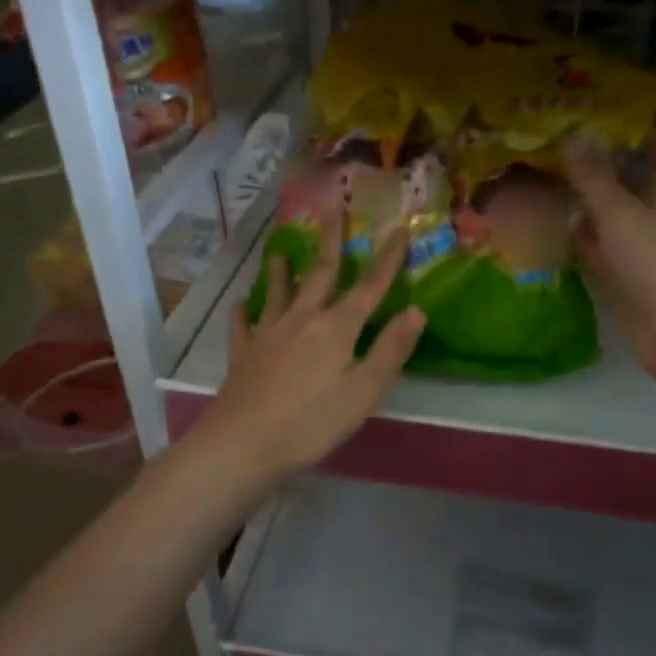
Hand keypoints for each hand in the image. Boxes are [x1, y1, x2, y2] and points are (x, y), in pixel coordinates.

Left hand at [194, 213, 425, 481]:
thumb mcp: (364, 391)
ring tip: (279, 251)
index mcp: (337, 328)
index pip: (369, 287)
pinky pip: (243, 326)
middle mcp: (302, 320)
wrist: (243, 444)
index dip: (387, 259)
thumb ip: (391, 350)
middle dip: (331, 242)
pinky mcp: (244, 355)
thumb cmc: (312, 422)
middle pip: (320, 274)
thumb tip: (416, 311)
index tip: (398, 229)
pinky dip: (243, 313)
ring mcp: (268, 335)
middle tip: (333, 210)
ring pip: (278, 294)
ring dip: (282, 271)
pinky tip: (239, 304)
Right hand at [564, 131, 655, 396]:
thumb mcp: (620, 212)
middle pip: (630, 181)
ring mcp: (642, 248)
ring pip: (610, 217)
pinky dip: (577, 239)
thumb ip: (593, 176)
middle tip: (553, 152)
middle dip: (596, 168)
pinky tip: (546, 231)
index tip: (597, 120)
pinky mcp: (626, 277)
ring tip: (540, 185)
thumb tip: (573, 132)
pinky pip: (598, 249)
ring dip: (582, 204)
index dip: (636, 132)